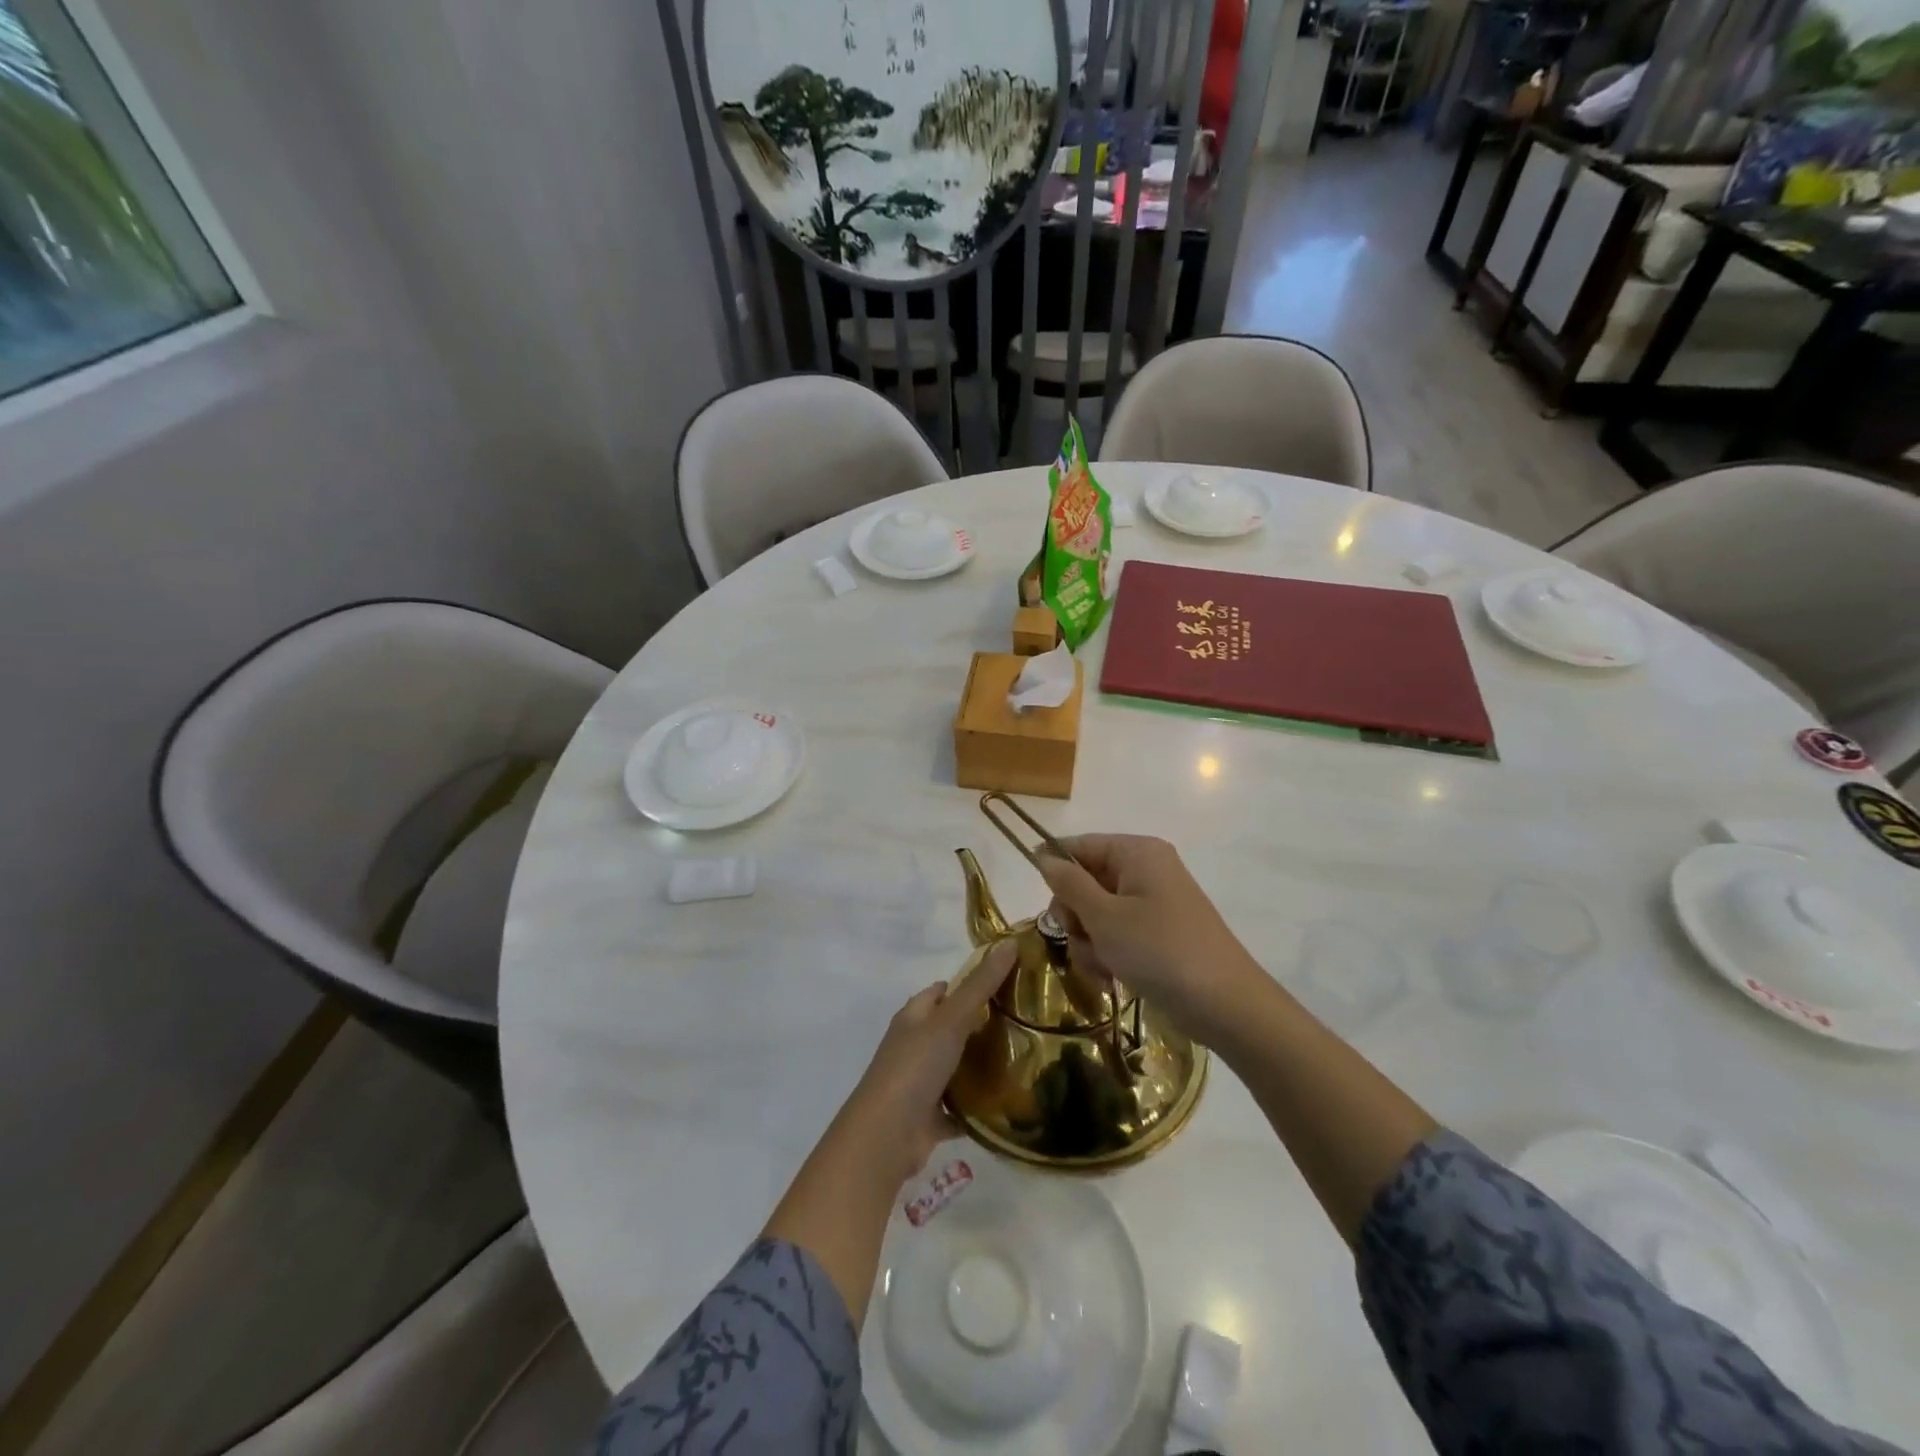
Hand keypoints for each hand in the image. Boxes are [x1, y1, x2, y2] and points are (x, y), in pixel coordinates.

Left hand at [831, 940, 1017, 1187]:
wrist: (886, 1136)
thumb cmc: (915, 1067)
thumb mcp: (951, 1019)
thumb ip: (981, 985)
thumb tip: (1010, 942)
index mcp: (913, 1018)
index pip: (940, 991)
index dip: (967, 983)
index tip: (1004, 983)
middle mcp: (913, 1047)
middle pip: (949, 1029)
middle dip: (979, 1025)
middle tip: (1022, 1022)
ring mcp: (919, 1084)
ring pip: (954, 1069)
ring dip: (979, 1067)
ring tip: (1023, 1059)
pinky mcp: (928, 1119)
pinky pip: (958, 1109)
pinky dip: (977, 1108)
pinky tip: (1007, 1104)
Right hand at [1036, 834, 1261, 1040]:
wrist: (1226, 1005)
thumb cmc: (1160, 951)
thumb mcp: (1105, 917)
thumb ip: (1069, 884)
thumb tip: (1043, 856)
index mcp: (1137, 852)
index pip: (1080, 846)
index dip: (1055, 872)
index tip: (1046, 908)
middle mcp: (1145, 870)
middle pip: (1085, 882)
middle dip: (1076, 918)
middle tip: (1081, 940)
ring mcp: (1152, 903)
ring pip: (1096, 914)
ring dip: (1089, 943)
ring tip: (1102, 968)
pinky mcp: (1157, 933)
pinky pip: (1116, 934)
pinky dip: (1108, 955)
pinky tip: (1112, 978)